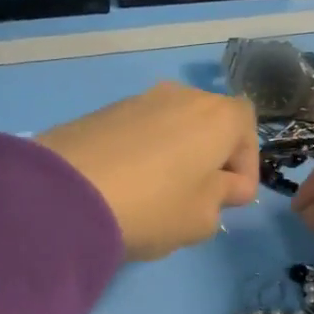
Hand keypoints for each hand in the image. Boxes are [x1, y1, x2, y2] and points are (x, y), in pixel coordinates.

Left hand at [38, 83, 259, 261]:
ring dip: (175, 154)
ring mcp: (139, 99)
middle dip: (210, 158)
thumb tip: (223, 184)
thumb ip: (223, 198)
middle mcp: (182, 95)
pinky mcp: (103, 111)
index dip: (246, 165)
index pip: (247, 128)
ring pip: (173, 126)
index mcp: (218, 115)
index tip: (232, 198)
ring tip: (159, 193)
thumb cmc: (153, 206)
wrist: (66, 193)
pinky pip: (139, 131)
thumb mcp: (202, 218)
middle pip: (209, 123)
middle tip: (198, 197)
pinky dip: (143, 153)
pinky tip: (127, 185)